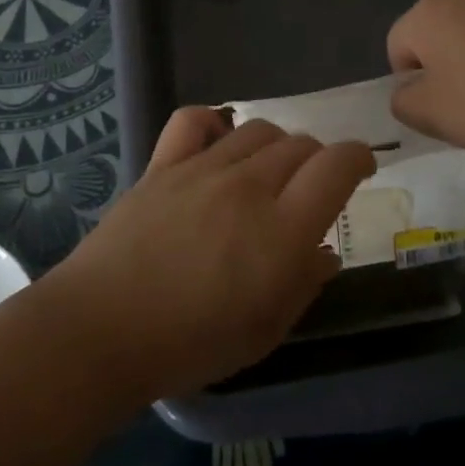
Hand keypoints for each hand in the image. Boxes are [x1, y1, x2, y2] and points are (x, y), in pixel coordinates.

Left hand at [39, 109, 374, 400]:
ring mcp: (202, 169)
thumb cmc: (190, 344)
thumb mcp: (265, 332)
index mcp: (282, 230)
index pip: (336, 166)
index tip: (361, 167)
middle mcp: (248, 186)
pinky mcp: (163, 165)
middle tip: (310, 188)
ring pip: (257, 130)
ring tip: (267, 172)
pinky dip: (214, 123)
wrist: (103, 330)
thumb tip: (323, 251)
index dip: (357, 158)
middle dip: (317, 160)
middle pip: (300, 144)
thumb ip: (303, 284)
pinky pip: (194, 120)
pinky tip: (217, 144)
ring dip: (275, 146)